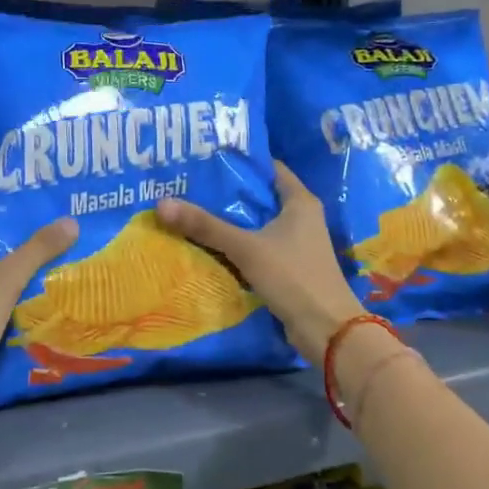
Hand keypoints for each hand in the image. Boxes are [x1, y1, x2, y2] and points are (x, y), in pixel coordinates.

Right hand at [155, 162, 364, 362]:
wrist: (326, 329)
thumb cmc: (293, 276)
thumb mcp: (246, 247)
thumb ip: (206, 226)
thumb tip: (161, 204)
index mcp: (300, 201)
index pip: (269, 168)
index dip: (240, 162)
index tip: (206, 159)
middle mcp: (301, 217)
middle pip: (259, 197)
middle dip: (227, 193)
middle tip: (189, 185)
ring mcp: (296, 244)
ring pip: (257, 224)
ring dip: (230, 222)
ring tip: (191, 211)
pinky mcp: (289, 267)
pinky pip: (257, 247)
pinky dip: (237, 245)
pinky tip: (208, 246)